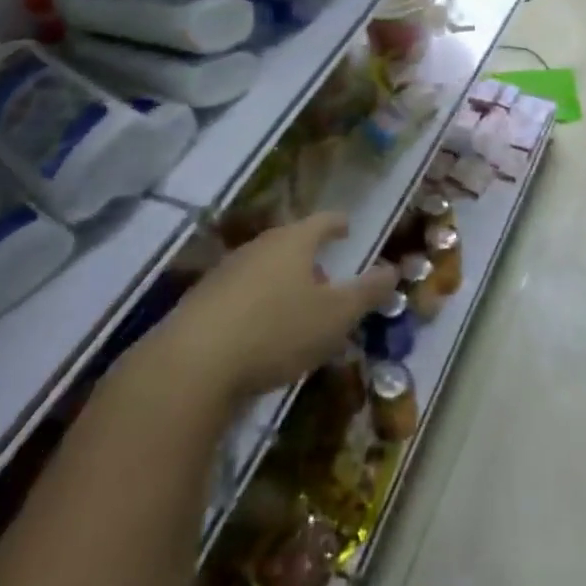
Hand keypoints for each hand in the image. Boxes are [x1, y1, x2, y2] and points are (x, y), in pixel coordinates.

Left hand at [137, 212, 398, 404]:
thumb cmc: (276, 330)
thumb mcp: (335, 316)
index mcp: (294, 241)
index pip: (323, 220)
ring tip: (296, 310)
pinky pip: (241, 292)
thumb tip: (393, 269)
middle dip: (310, 259)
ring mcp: (226, 271)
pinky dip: (257, 303)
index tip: (347, 227)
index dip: (338, 223)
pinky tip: (260, 332)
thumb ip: (367, 292)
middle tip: (327, 280)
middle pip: (291, 243)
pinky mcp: (202, 300)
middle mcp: (260, 246)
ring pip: (264, 267)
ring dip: (283, 282)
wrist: (191, 364)